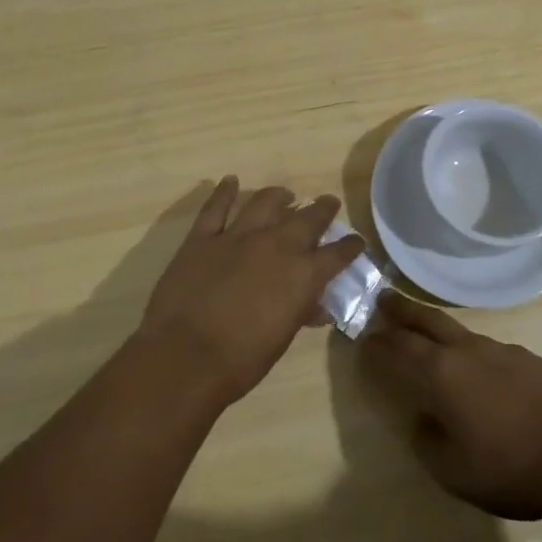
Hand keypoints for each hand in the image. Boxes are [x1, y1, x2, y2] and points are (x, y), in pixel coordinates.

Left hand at [138, 177, 365, 405]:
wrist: (186, 356)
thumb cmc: (242, 360)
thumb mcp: (282, 338)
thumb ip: (301, 313)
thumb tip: (317, 306)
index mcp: (303, 274)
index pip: (337, 253)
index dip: (350, 245)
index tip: (356, 240)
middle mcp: (276, 245)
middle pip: (308, 218)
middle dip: (322, 209)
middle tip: (328, 203)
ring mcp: (237, 236)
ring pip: (265, 203)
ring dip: (279, 196)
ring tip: (285, 195)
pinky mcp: (203, 237)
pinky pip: (216, 207)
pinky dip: (224, 192)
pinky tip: (230, 181)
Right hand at [360, 293, 541, 520]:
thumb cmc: (512, 468)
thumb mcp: (455, 472)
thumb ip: (429, 442)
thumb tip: (423, 420)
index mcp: (441, 374)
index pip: (398, 350)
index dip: (377, 345)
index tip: (362, 338)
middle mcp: (467, 351)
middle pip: (426, 321)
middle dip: (400, 310)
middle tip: (382, 300)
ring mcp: (502, 350)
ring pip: (459, 331)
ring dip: (436, 328)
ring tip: (428, 336)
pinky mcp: (530, 358)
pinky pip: (490, 349)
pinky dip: (472, 353)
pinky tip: (481, 373)